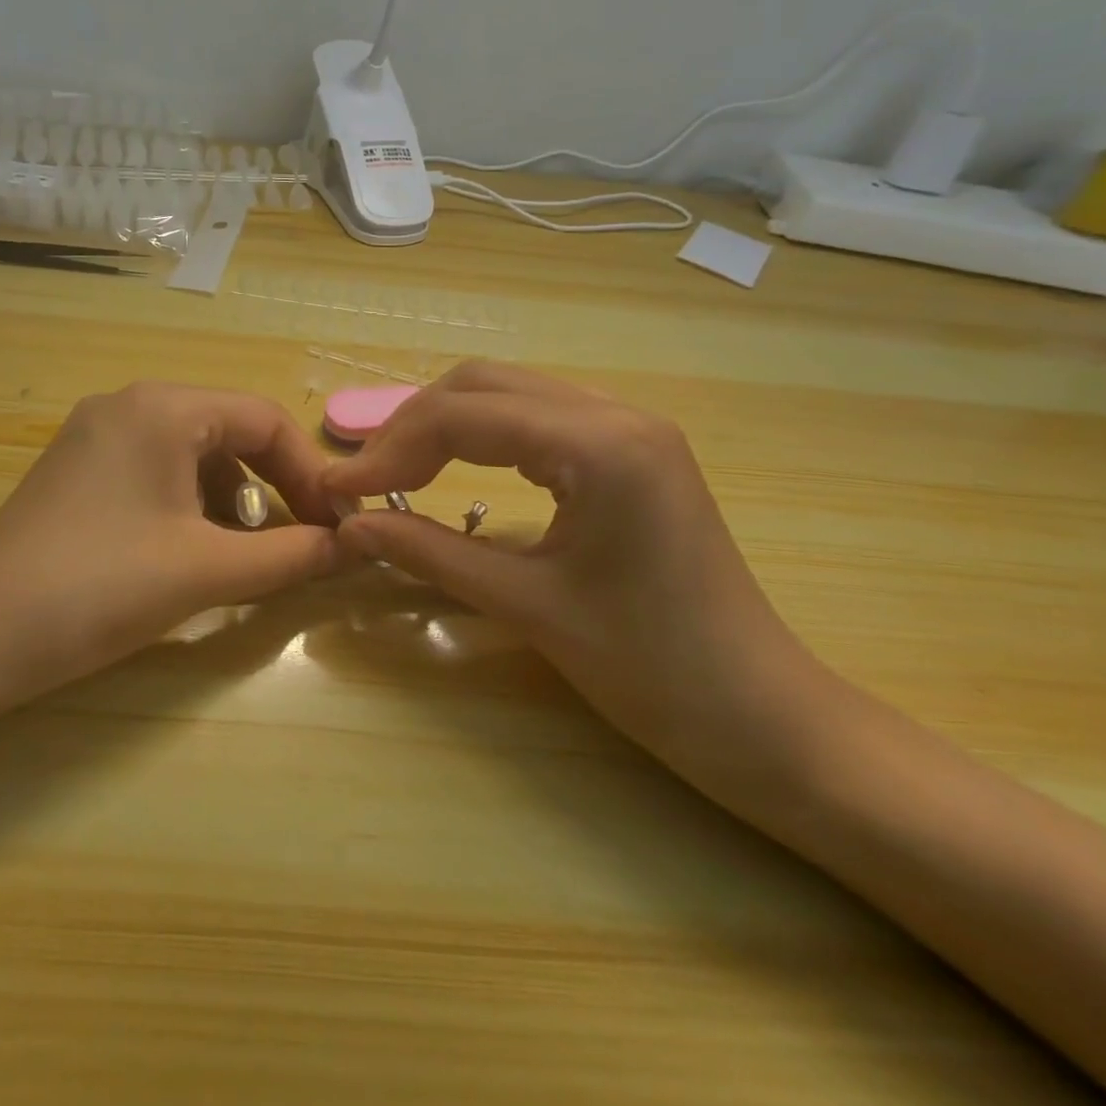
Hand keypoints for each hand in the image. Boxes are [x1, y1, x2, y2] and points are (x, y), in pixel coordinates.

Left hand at [0, 382, 342, 685]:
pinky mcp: (76, 471)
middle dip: (272, 487)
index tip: (336, 527)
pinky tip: (193, 552)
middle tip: (300, 542)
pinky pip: (155, 472)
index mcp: (162, 407)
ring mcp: (95, 435)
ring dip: (232, 501)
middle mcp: (128, 404)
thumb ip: (290, 554)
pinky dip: (190, 506)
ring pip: (192, 455)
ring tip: (247, 556)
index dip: (310, 473)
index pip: (264, 418)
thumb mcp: (205, 570)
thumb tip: (355, 547)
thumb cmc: (98, 590)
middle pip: (229, 432)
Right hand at [324, 361, 836, 794]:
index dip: (390, 449)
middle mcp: (617, 414)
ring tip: (397, 474)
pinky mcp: (630, 452)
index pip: (464, 417)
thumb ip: (430, 552)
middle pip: (481, 385)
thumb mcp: (527, 606)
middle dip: (412, 427)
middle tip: (366, 480)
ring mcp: (629, 428)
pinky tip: (456, 471)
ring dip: (443, 427)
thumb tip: (350, 525)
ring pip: (508, 394)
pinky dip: (481, 438)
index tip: (340, 488)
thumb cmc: (652, 671)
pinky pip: (536, 419)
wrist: (765, 719)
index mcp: (601, 445)